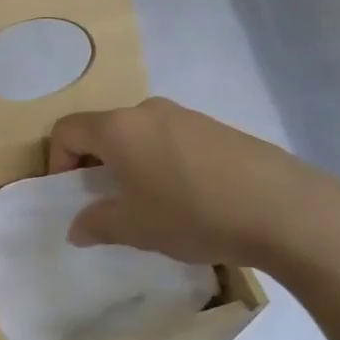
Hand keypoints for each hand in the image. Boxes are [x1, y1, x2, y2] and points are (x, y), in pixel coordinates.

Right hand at [47, 97, 339, 281]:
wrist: (282, 208)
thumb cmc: (192, 214)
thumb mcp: (135, 228)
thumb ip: (97, 224)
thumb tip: (77, 228)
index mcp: (119, 128)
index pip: (67, 129)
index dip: (56, 160)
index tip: (69, 193)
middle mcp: (147, 111)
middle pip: (104, 128)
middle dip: (95, 162)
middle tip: (107, 200)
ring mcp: (186, 115)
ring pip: (139, 133)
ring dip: (130, 162)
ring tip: (149, 202)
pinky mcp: (216, 128)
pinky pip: (171, 139)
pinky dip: (162, 161)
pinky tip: (187, 196)